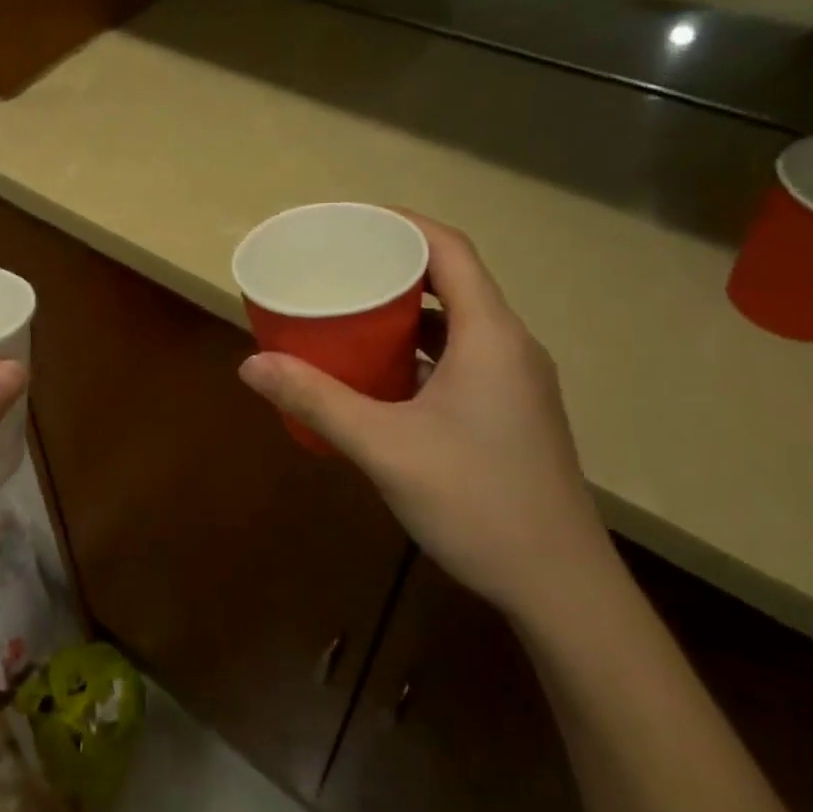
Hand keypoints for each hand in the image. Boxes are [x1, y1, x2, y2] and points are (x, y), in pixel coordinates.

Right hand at [238, 214, 611, 618]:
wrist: (562, 589)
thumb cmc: (477, 502)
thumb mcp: (384, 446)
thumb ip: (316, 400)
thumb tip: (250, 365)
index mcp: (490, 334)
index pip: (449, 249)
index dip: (400, 224)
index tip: (349, 222)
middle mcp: (510, 345)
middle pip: (452, 279)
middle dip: (394, 265)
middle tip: (338, 266)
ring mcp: (516, 381)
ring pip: (457, 321)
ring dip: (407, 310)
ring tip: (351, 311)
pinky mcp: (513, 411)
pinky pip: (462, 355)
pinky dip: (420, 348)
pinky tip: (382, 373)